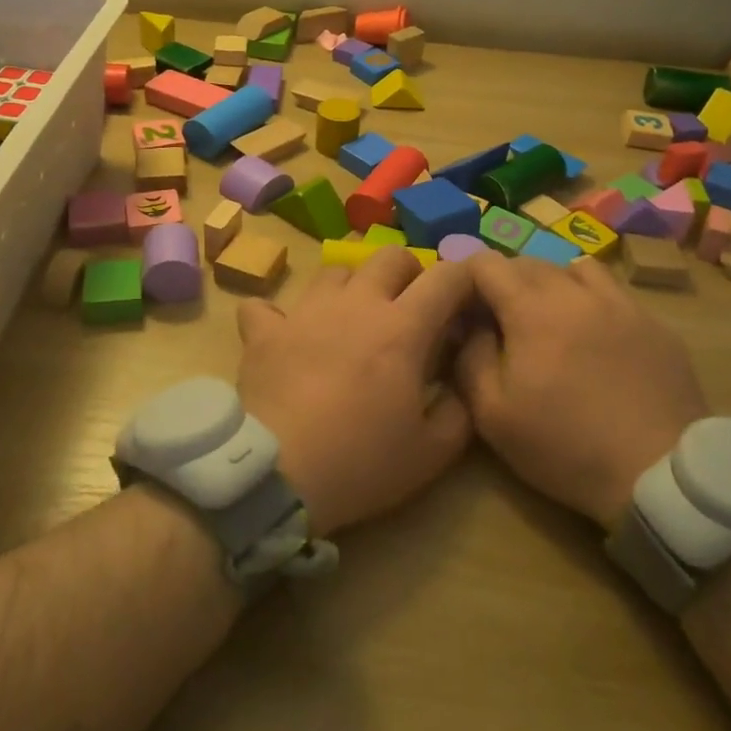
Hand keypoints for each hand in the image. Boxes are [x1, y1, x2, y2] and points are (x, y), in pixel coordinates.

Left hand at [236, 249, 475, 536]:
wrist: (278, 474)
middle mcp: (357, 303)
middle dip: (408, 272)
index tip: (466, 301)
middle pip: (390, 256)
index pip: (447, 277)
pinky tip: (285, 337)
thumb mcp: (434, 451)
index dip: (465, 279)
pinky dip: (278, 317)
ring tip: (351, 319)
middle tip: (409, 307)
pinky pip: (266, 306)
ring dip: (351, 287)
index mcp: (403, 327)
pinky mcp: (265, 330)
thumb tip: (460, 378)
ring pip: (335, 270)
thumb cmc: (361, 462)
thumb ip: (460, 407)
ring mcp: (306, 311)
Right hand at [456, 252, 709, 529]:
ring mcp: (620, 303)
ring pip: (574, 269)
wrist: (659, 473)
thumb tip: (470, 325)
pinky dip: (590, 300)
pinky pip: (612, 292)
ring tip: (549, 317)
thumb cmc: (565, 445)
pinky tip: (594, 335)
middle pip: (529, 261)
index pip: (487, 263)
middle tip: (500, 317)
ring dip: (551, 283)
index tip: (463, 304)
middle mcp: (575, 291)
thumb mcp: (493, 414)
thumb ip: (469, 358)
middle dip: (505, 281)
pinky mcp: (653, 323)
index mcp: (531, 308)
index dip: (467, 276)